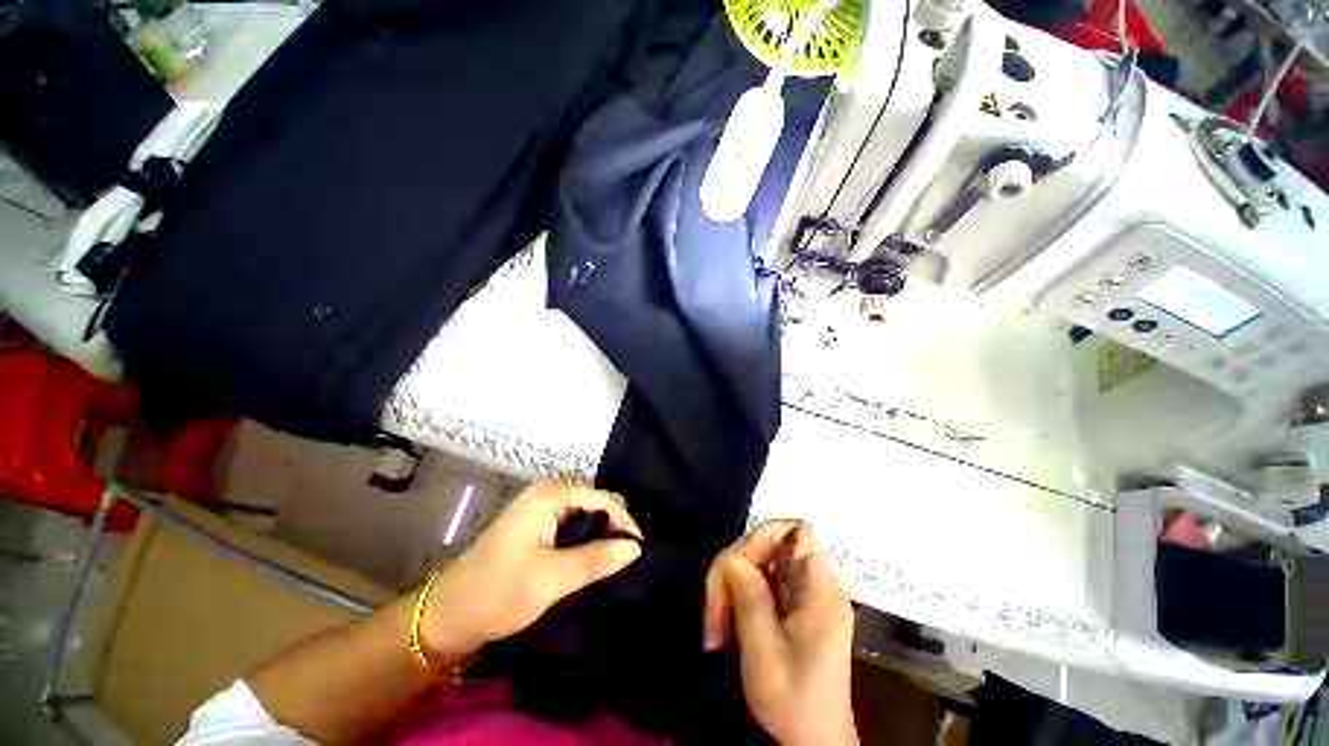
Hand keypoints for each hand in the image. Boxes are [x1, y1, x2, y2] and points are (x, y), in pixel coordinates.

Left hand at [419, 483, 642, 656]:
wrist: (448, 616)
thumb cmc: (498, 593)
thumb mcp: (551, 579)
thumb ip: (596, 559)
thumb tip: (635, 548)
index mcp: (549, 496)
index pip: (602, 499)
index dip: (623, 522)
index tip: (639, 552)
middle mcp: (547, 494)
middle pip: (596, 502)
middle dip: (614, 526)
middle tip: (627, 558)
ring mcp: (541, 508)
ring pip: (586, 514)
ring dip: (601, 534)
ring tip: (615, 560)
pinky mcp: (537, 524)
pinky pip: (573, 524)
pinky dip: (586, 539)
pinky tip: (593, 558)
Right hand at [704, 521, 856, 745]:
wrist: (814, 739)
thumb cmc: (794, 705)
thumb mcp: (766, 659)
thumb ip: (752, 604)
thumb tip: (734, 559)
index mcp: (821, 592)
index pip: (797, 531)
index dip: (763, 536)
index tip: (737, 568)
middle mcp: (816, 582)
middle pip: (770, 542)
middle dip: (736, 566)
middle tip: (716, 607)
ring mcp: (805, 590)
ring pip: (760, 558)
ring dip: (732, 581)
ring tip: (718, 620)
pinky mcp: (793, 599)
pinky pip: (760, 576)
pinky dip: (739, 591)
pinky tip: (729, 618)